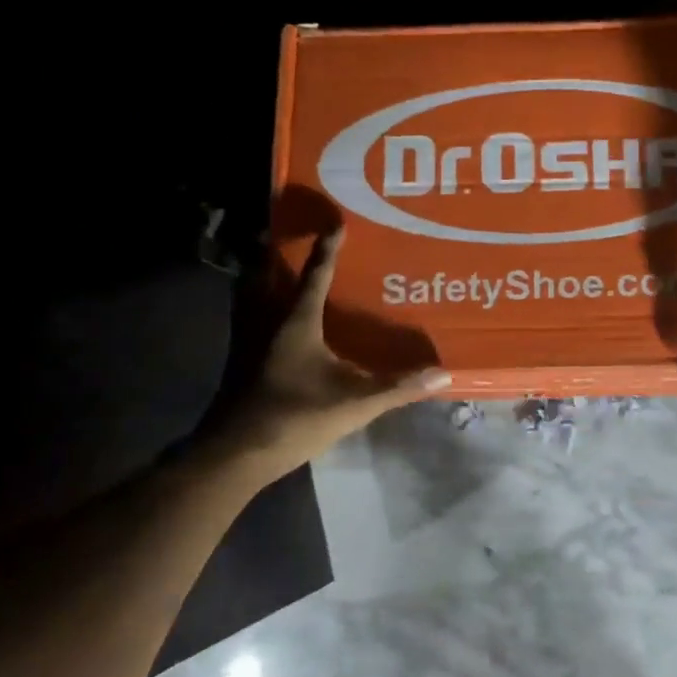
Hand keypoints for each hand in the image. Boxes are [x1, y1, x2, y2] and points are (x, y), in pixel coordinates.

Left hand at [198, 228, 449, 464]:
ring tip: (275, 266)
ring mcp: (247, 340)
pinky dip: (256, 304)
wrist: (234, 454)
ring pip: (248, 294)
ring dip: (260, 275)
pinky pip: (246, 316)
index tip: (336, 222)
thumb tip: (442, 375)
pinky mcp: (239, 361)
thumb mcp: (354, 403)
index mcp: (296, 322)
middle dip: (276, 251)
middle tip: (291, 233)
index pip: (315, 275)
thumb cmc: (294, 417)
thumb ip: (398, 387)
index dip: (328, 248)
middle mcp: (266, 321)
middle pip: (265, 274)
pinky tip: (271, 318)